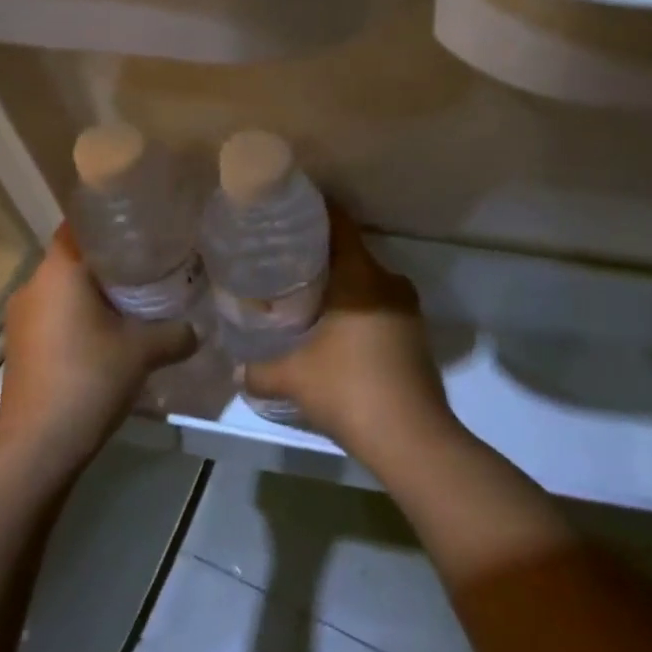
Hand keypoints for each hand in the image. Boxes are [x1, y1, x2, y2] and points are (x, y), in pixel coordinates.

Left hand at [0, 226, 195, 474]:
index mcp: (58, 272)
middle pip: (75, 258)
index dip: (110, 223)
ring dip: (93, 294)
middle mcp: (33, 285)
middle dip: (110, 263)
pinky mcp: (19, 346)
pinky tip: (106, 337)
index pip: (80, 226)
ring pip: (63, 290)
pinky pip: (54, 315)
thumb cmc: (88, 380)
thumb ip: (175, 333)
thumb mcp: (143, 352)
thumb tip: (198, 329)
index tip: (142, 229)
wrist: (37, 447)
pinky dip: (78, 317)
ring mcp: (21, 318)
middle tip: (150, 267)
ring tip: (133, 303)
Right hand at [244, 212, 456, 459]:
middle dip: (320, 256)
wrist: (413, 439)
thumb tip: (236, 370)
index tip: (289, 212)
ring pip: (367, 283)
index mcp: (361, 276)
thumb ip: (260, 370)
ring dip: (341, 287)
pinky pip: (379, 306)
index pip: (340, 224)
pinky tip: (334, 331)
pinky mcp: (415, 335)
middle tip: (285, 263)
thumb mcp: (294, 378)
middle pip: (351, 253)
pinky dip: (357, 310)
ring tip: (305, 297)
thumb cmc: (350, 389)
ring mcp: (407, 309)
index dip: (316, 213)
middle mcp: (388, 282)